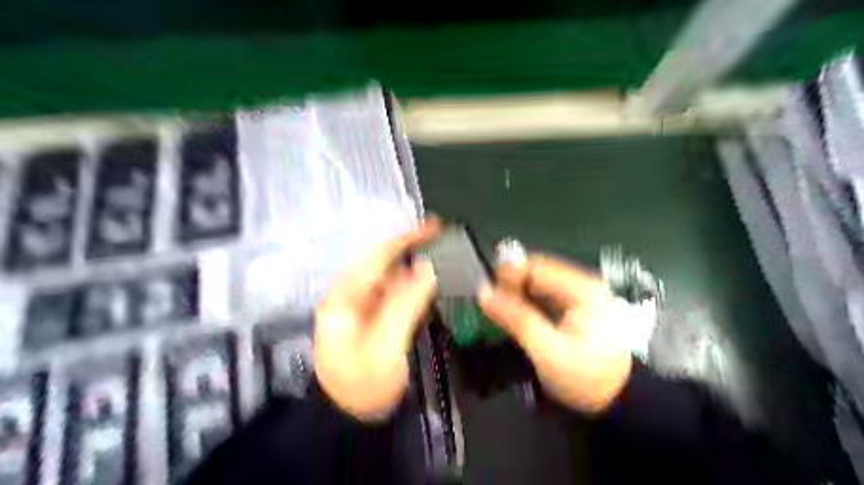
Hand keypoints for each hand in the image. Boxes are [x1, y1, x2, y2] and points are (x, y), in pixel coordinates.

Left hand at [314, 219, 440, 420]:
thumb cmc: (363, 386)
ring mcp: (359, 308)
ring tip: (438, 254)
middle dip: (410, 246)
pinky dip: (410, 282)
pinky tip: (426, 281)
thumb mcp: (385, 347)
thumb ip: (405, 304)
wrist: (349, 421)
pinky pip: (392, 292)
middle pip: (381, 262)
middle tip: (440, 237)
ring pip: (388, 276)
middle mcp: (349, 297)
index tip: (434, 227)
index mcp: (345, 298)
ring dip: (411, 263)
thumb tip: (427, 268)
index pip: (377, 257)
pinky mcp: (371, 320)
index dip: (406, 239)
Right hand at [475, 254, 632, 412]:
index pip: (535, 266)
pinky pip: (546, 297)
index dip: (507, 275)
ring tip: (501, 313)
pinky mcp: (578, 309)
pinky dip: (529, 304)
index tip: (487, 293)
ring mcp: (582, 296)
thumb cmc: (587, 378)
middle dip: (511, 286)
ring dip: (518, 295)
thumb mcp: (548, 350)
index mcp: (581, 289)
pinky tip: (520, 318)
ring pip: (540, 284)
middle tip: (491, 306)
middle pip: (537, 272)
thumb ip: (516, 318)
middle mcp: (583, 285)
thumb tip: (485, 294)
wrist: (622, 402)